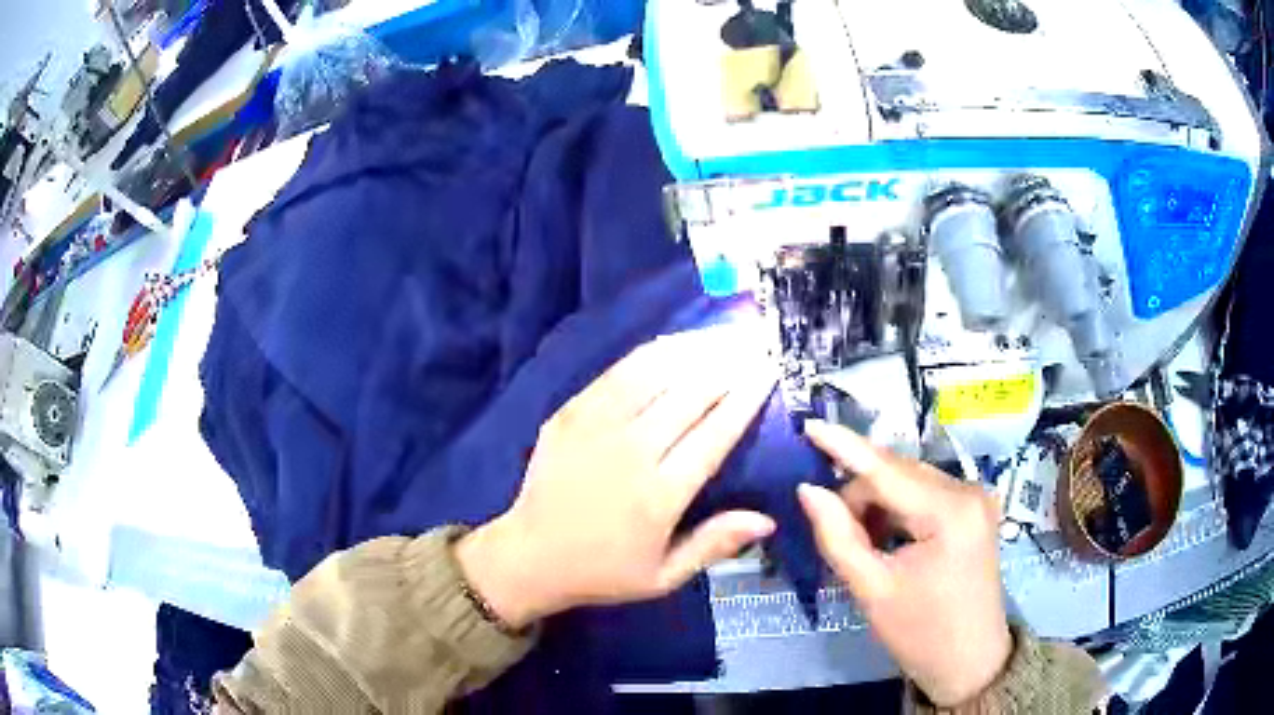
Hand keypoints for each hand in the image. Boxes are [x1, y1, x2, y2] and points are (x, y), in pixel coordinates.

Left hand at [456, 327, 778, 628]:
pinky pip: (617, 373)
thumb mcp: (664, 576)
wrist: (529, 556)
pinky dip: (651, 354)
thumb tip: (768, 520)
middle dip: (729, 363)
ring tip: (722, 334)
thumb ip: (715, 544)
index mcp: (660, 495)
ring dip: (694, 349)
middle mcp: (632, 452)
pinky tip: (673, 344)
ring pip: (654, 373)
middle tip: (754, 344)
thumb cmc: (604, 570)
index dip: (746, 397)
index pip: (716, 433)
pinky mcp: (570, 413)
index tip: (769, 370)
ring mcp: (596, 426)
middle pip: (691, 394)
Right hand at [798, 421, 1011, 706]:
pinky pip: (923, 495)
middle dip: (858, 494)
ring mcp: (974, 498)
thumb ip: (838, 537)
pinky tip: (884, 539)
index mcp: (949, 511)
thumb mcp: (873, 591)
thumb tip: (807, 491)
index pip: (886, 469)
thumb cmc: (921, 634)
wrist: (970, 662)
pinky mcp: (973, 510)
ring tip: (860, 544)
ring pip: (908, 482)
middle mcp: (967, 491)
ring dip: (876, 504)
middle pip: (897, 473)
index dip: (844, 445)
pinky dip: (896, 511)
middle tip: (829, 529)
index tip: (808, 425)